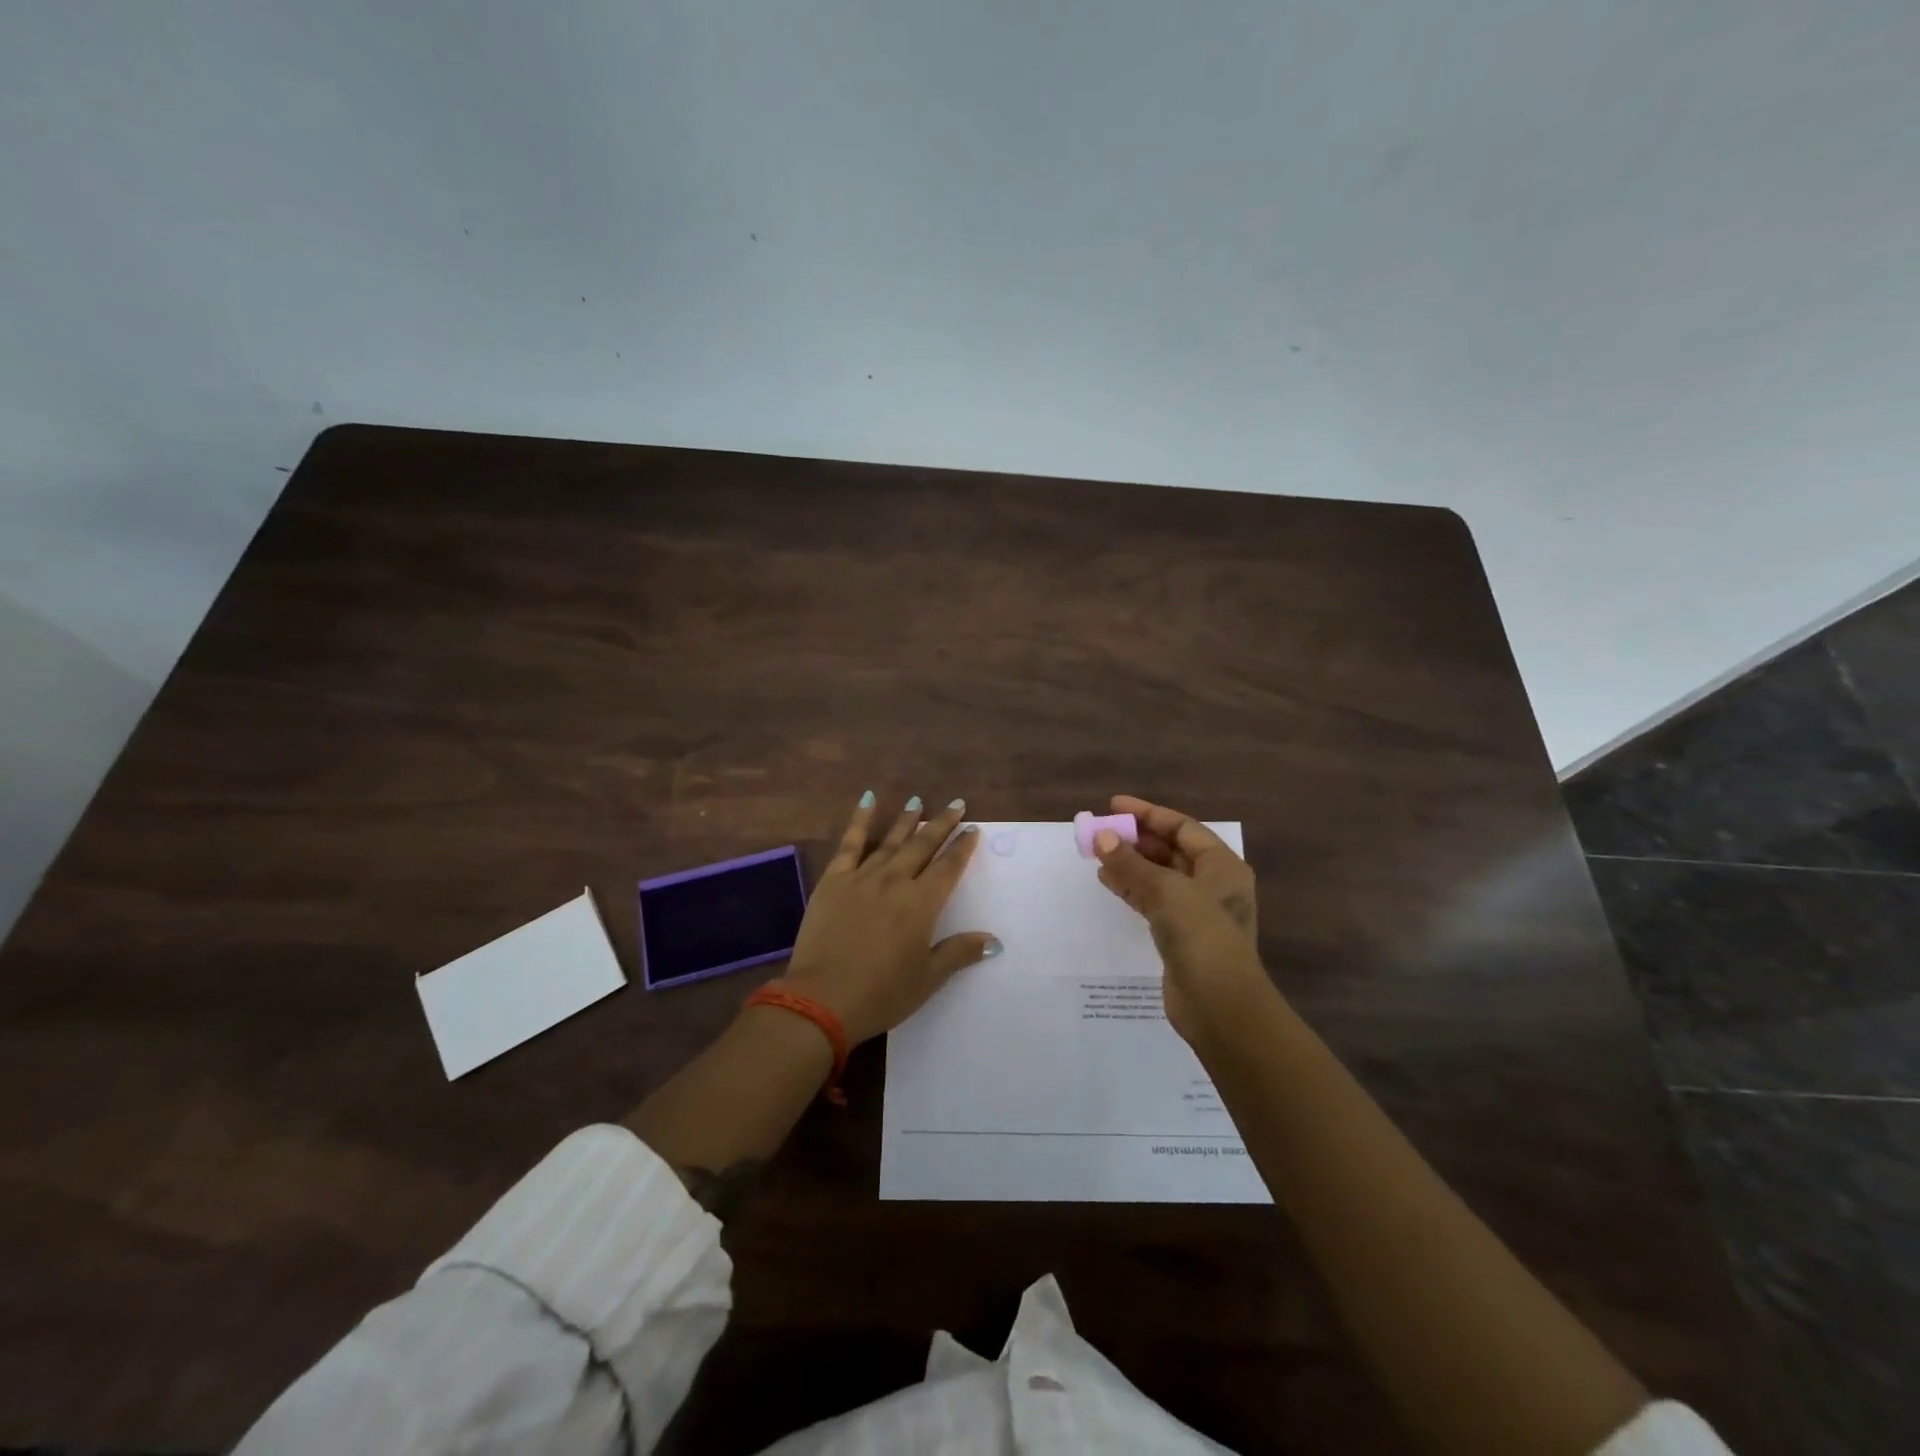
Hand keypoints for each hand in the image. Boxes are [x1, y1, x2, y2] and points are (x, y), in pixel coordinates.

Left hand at [781, 793, 998, 1044]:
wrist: (822, 999)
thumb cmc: (881, 994)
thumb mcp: (927, 979)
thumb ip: (959, 953)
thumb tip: (994, 941)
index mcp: (921, 904)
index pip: (949, 867)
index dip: (963, 847)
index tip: (973, 829)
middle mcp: (895, 881)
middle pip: (923, 846)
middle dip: (942, 824)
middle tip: (956, 805)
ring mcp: (862, 877)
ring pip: (891, 841)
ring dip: (907, 820)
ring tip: (918, 800)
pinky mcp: (833, 880)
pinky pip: (850, 843)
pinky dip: (860, 820)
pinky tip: (868, 800)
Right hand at [1092, 794, 1275, 1047]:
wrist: (1219, 1005)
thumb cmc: (1201, 935)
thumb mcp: (1165, 891)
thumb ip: (1131, 863)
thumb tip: (1102, 837)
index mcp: (1222, 866)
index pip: (1182, 827)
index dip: (1148, 814)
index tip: (1113, 806)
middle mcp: (1213, 884)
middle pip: (1170, 850)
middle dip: (1136, 839)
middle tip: (1102, 830)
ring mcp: (1197, 911)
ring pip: (1158, 876)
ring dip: (1130, 863)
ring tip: (1097, 853)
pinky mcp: (1180, 935)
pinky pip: (1152, 900)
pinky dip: (1131, 888)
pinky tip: (1107, 880)